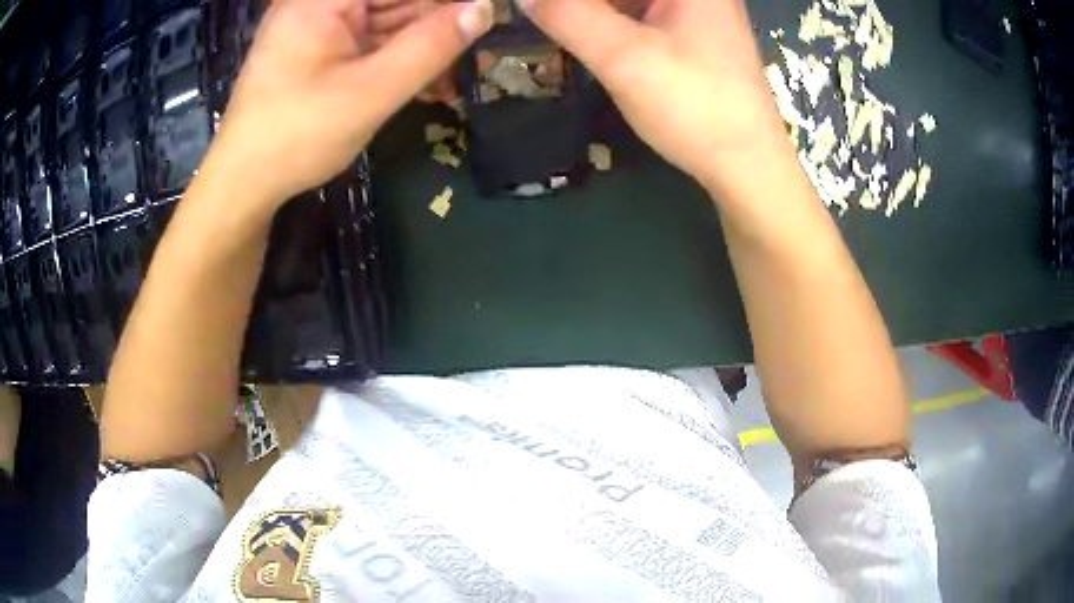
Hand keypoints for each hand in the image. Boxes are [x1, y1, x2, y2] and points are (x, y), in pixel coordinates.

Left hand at [206, 0, 492, 206]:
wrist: (243, 185)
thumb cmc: (297, 137)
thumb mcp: (371, 91)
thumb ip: (431, 46)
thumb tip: (484, 8)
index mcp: (323, 0)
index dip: (446, 1)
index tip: (485, 12)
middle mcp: (321, 4)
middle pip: (394, 1)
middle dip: (439, 20)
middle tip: (481, 45)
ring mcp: (320, 27)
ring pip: (388, 20)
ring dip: (426, 43)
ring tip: (466, 69)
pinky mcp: (321, 50)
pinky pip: (372, 42)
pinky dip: (401, 59)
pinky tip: (433, 80)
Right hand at [520, 0, 792, 197]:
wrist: (748, 166)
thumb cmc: (694, 106)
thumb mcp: (624, 57)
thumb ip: (568, 16)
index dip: (574, 2)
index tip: (540, 10)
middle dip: (582, 7)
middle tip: (548, 18)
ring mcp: (696, 10)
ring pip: (630, 3)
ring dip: (593, 13)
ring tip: (560, 25)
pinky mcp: (692, 34)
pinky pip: (641, 14)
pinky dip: (611, 21)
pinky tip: (590, 36)